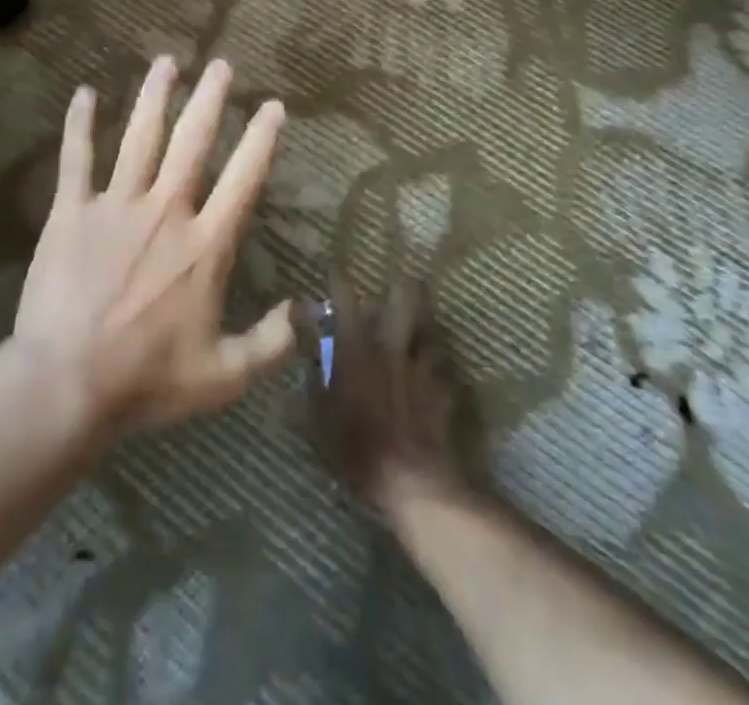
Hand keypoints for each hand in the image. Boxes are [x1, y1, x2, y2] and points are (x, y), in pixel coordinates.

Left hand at [14, 56, 295, 432]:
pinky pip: (77, 159)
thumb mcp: (222, 375)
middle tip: (221, 65)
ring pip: (140, 138)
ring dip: (155, 98)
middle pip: (192, 142)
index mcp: (205, 244)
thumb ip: (269, 343)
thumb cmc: (146, 380)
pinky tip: (84, 93)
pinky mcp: (72, 212)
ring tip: (166, 62)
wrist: (66, 384)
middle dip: (210, 99)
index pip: (244, 178)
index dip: (262, 138)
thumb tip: (305, 314)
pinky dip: (80, 125)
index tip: (273, 106)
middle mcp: (166, 210)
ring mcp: (116, 205)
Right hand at [309, 278, 465, 520]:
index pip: (346, 301)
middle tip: (401, 277)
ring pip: (428, 327)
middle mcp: (390, 348)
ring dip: (425, 318)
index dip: (339, 280)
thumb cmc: (358, 450)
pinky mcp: (443, 387)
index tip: (334, 267)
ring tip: (423, 312)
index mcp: (357, 351)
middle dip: (402, 284)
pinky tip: (437, 365)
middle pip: (403, 300)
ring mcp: (421, 366)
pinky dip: (437, 360)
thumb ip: (312, 384)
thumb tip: (306, 360)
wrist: (414, 482)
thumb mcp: (319, 420)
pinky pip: (442, 364)